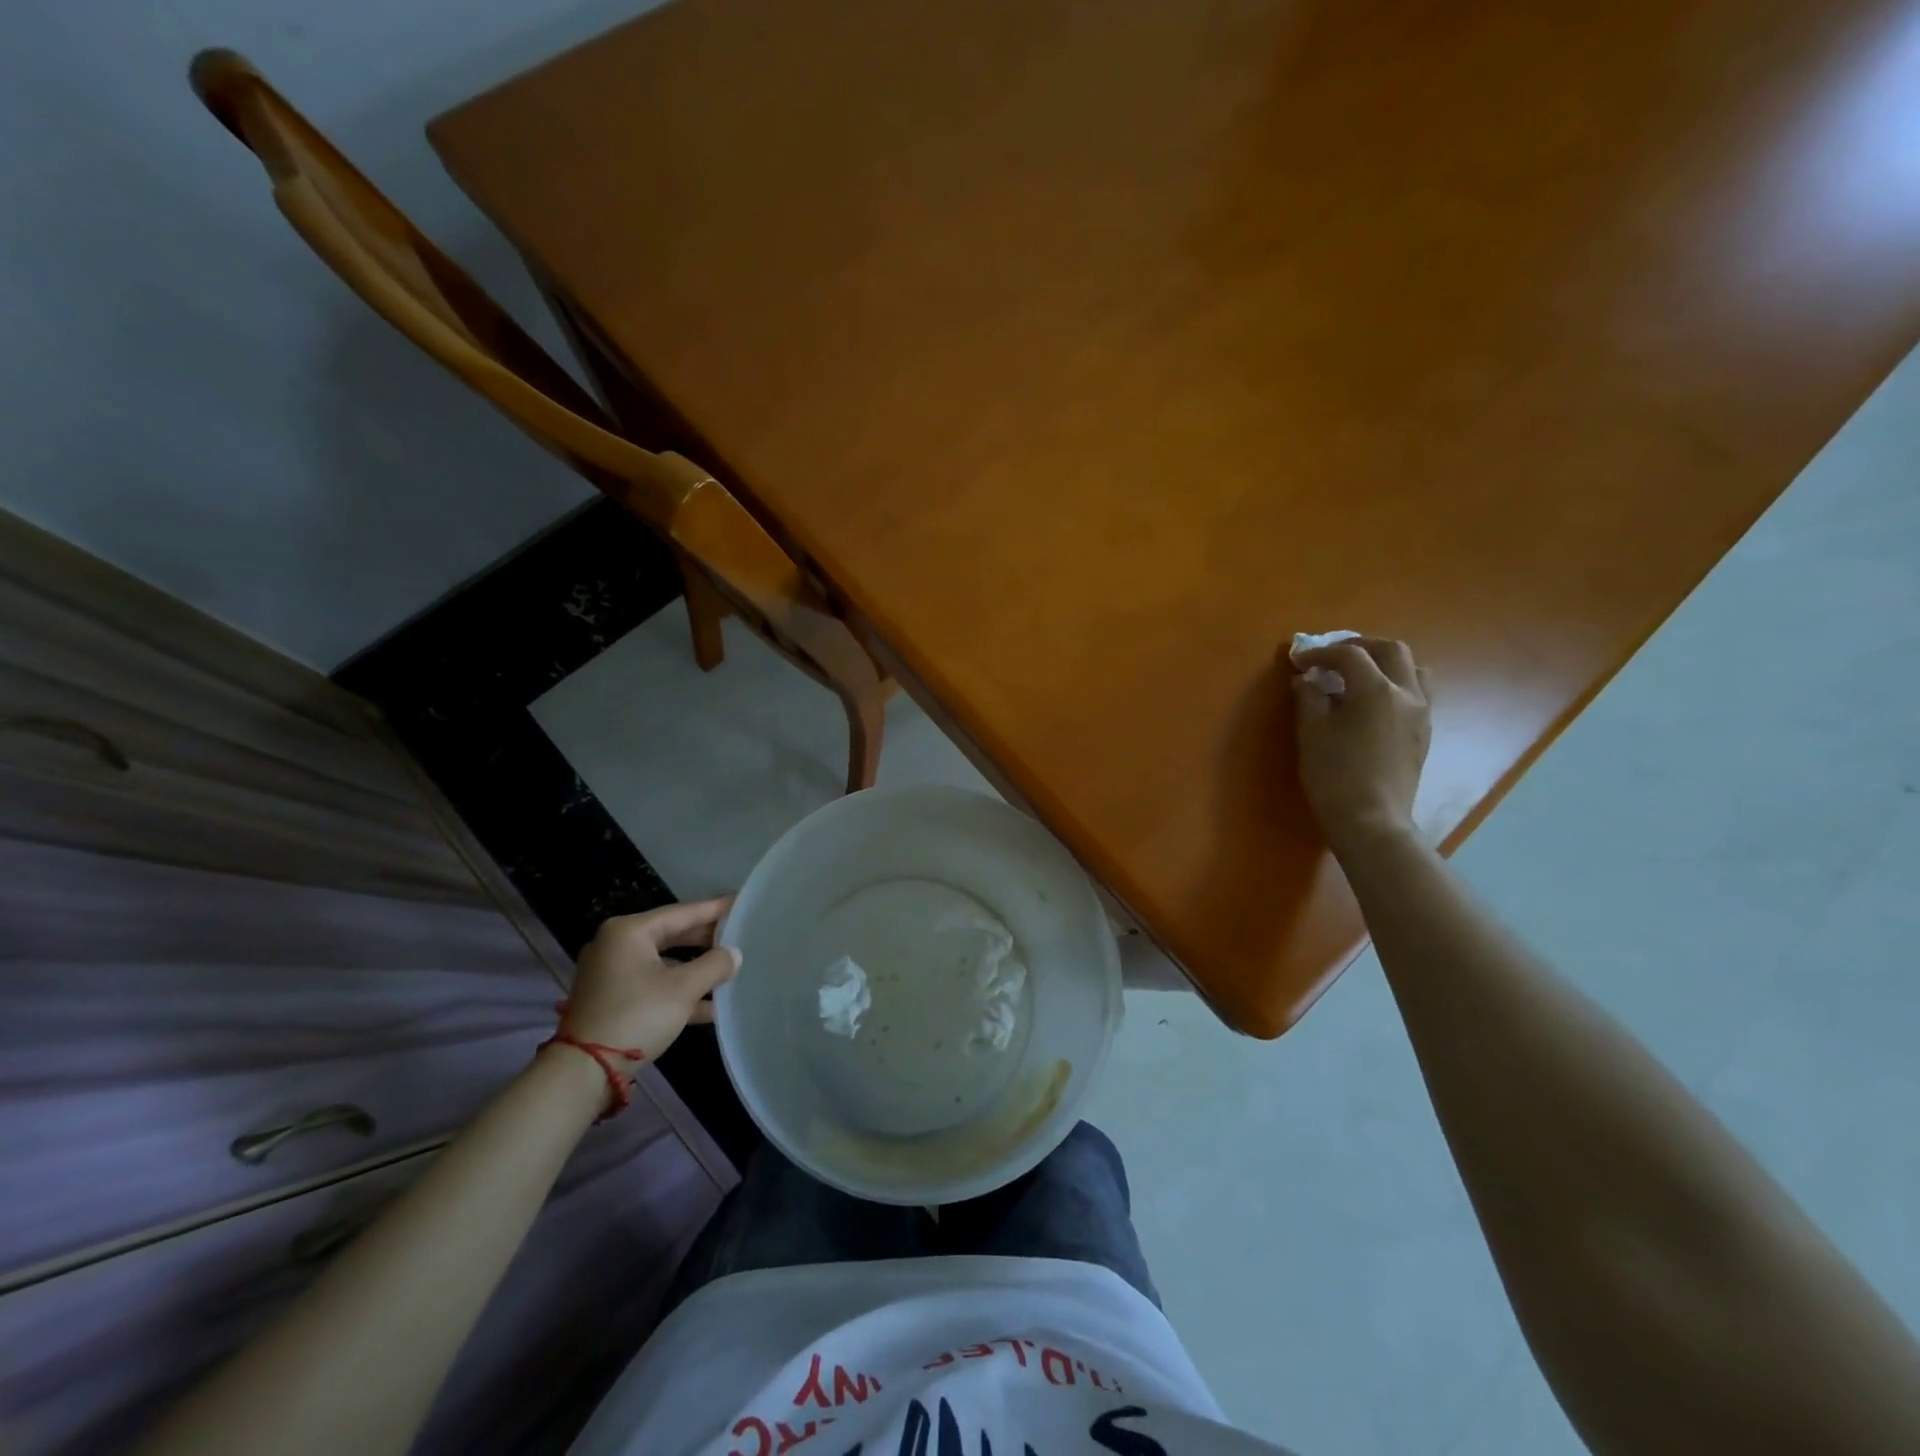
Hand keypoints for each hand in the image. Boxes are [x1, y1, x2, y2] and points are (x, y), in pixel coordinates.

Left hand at [560, 897, 739, 1063]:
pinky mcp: (611, 998)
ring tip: (730, 969)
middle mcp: (616, 945)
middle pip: (672, 935)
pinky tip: (710, 1005)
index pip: (683, 912)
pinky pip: (653, 984)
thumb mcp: (683, 989)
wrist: (584, 1072)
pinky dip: (678, 990)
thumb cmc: (637, 1016)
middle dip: (707, 940)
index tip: (741, 902)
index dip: (715, 909)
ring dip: (695, 969)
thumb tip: (734, 954)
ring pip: (664, 962)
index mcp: (630, 931)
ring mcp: (611, 973)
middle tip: (740, 935)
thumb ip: (714, 965)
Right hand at [1289, 636, 1431, 855]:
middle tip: (1332, 656)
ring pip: (1412, 669)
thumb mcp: (1311, 733)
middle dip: (1359, 646)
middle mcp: (1406, 694)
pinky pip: (1416, 693)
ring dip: (1384, 662)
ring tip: (1359, 674)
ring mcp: (1421, 714)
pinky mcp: (1423, 733)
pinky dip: (1394, 684)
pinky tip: (1372, 702)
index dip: (1321, 652)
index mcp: (1376, 690)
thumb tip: (1306, 680)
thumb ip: (1309, 698)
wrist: (1371, 821)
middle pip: (1391, 650)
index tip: (1299, 660)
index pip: (1349, 655)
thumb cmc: (1334, 776)